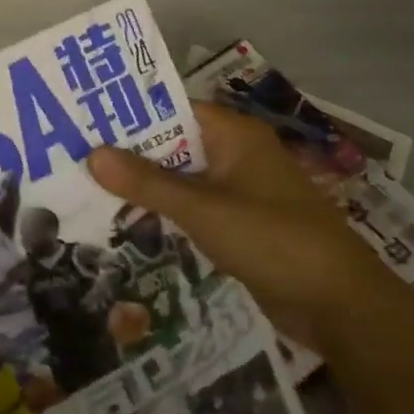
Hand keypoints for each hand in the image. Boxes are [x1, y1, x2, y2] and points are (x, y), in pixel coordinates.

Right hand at [88, 101, 404, 351]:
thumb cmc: (273, 240)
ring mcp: (238, 189)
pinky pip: (191, 206)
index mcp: (234, 134)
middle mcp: (235, 153)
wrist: (340, 305)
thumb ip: (146, 182)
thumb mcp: (203, 209)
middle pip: (171, 143)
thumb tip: (91, 154)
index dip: (129, 113)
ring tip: (87, 185)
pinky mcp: (238, 222)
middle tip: (73, 155)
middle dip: (128, 152)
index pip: (171, 109)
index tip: (84, 121)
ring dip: (143, 184)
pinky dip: (162, 210)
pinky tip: (125, 219)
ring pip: (179, 177)